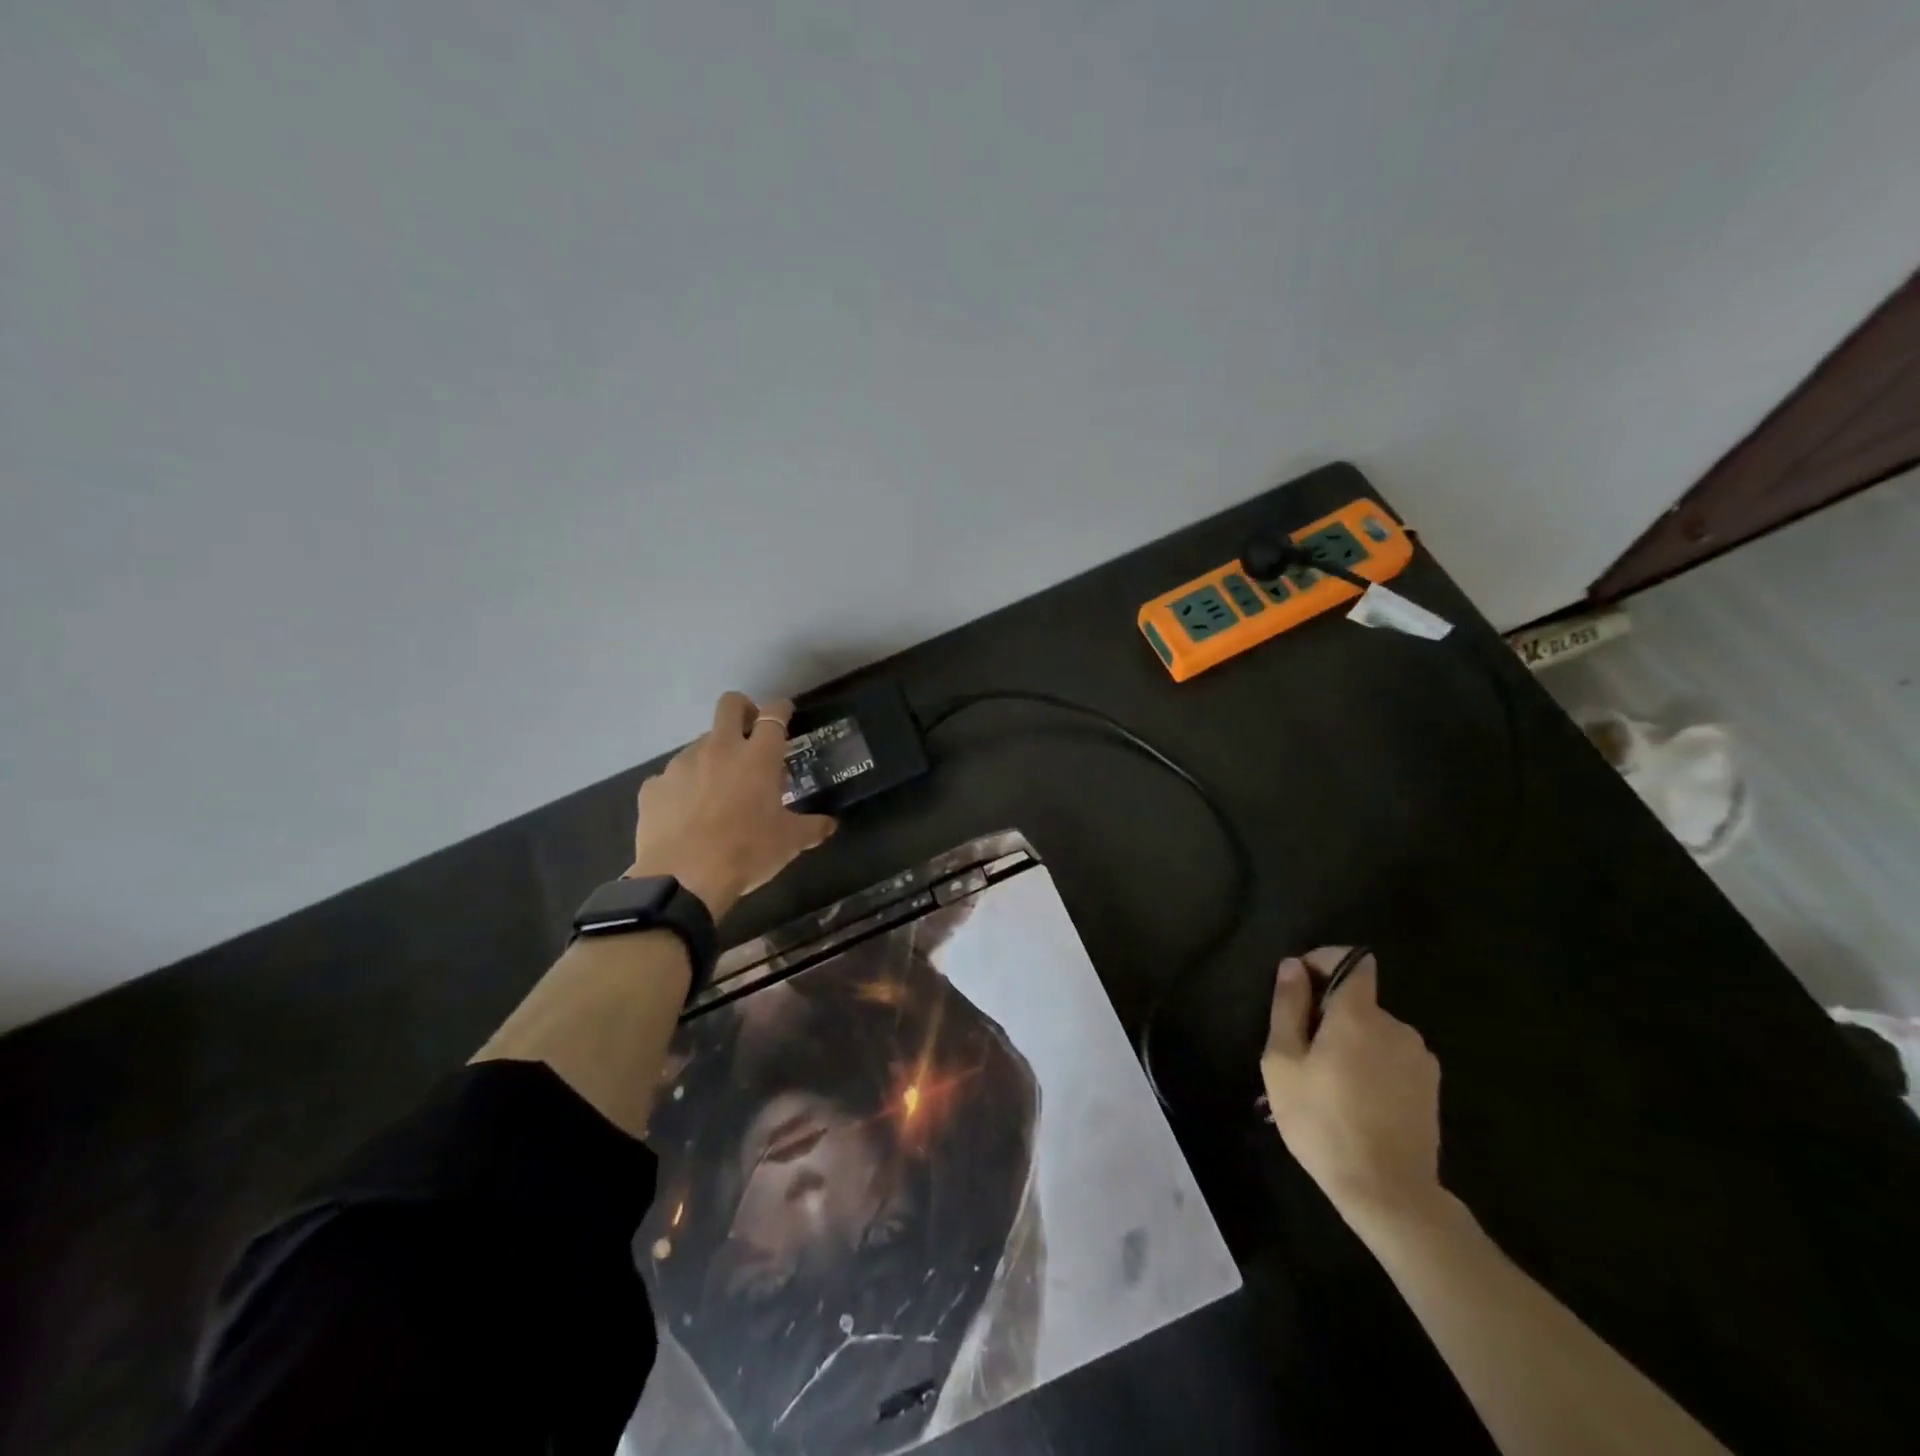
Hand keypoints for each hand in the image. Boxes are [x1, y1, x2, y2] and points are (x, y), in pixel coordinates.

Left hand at [626, 692, 835, 918]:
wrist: (682, 880)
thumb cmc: (746, 853)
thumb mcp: (789, 843)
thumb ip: (812, 828)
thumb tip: (830, 825)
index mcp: (758, 757)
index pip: (773, 715)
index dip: (781, 709)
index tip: (785, 713)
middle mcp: (720, 749)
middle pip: (730, 704)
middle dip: (743, 709)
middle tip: (750, 733)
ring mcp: (682, 764)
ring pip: (700, 743)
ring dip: (713, 757)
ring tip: (718, 791)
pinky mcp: (654, 786)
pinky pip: (673, 778)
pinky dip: (683, 788)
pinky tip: (687, 815)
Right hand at [1259, 947, 1442, 1223]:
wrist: (1389, 1193)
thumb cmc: (1323, 1121)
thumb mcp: (1283, 1062)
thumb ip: (1288, 1006)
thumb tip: (1294, 965)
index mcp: (1359, 1014)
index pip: (1351, 959)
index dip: (1322, 962)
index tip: (1298, 990)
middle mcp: (1396, 1026)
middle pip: (1357, 1001)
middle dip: (1329, 1016)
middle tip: (1304, 1057)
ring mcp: (1419, 1058)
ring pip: (1373, 1032)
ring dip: (1350, 1044)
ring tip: (1328, 1086)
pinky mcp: (1430, 1088)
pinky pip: (1391, 1058)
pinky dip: (1371, 1066)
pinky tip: (1357, 1103)